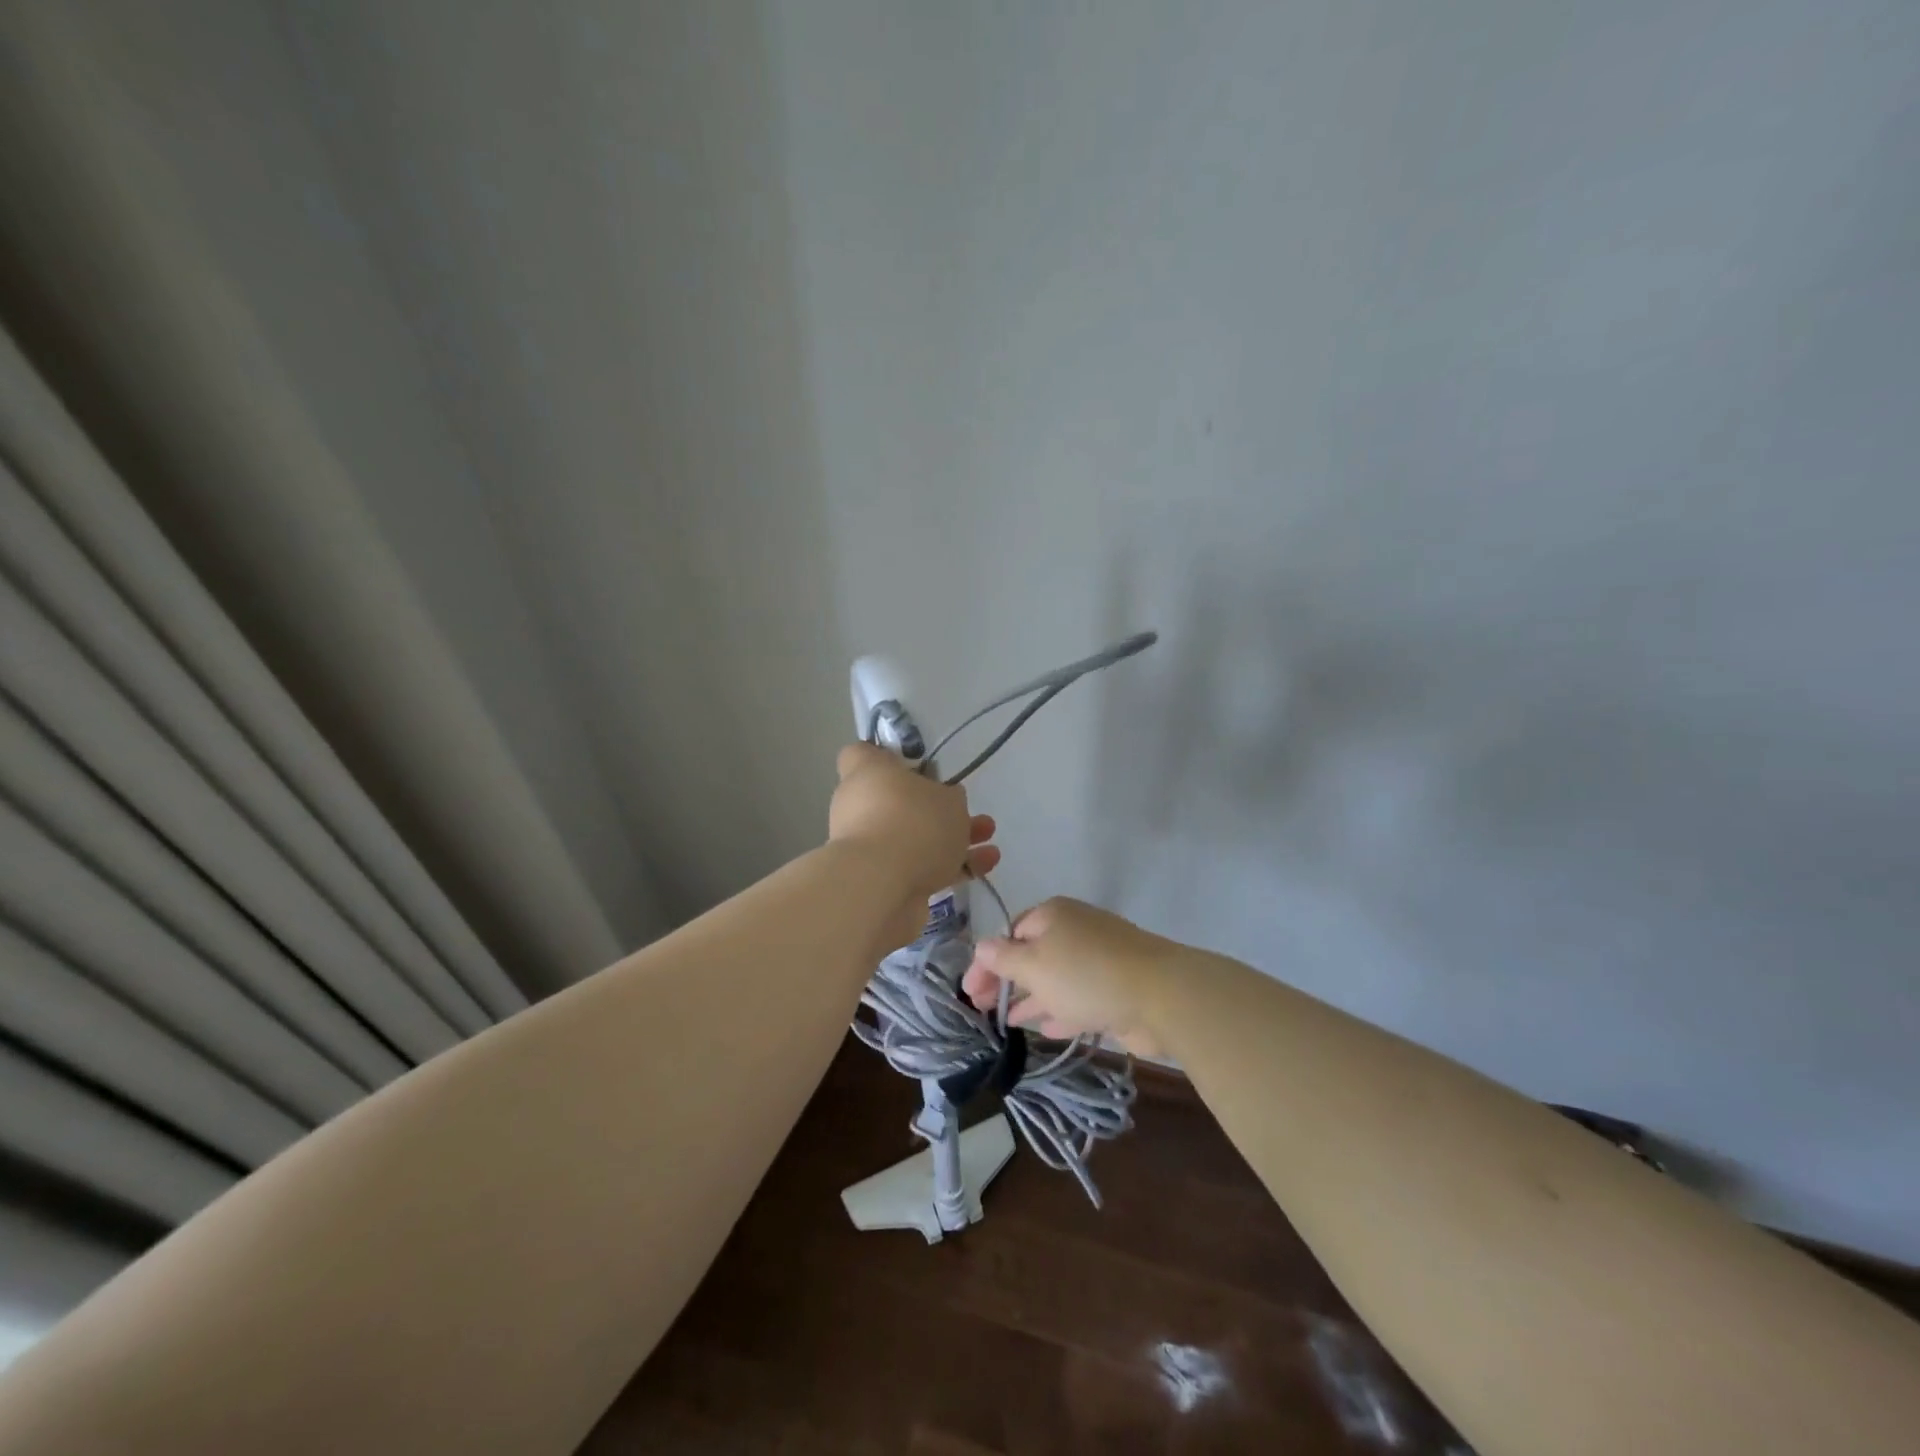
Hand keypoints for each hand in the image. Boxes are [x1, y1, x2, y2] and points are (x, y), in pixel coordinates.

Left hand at [829, 744, 998, 948]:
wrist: (881, 888)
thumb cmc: (913, 823)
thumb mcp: (948, 798)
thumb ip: (948, 797)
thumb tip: (944, 800)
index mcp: (866, 774)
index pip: (862, 753)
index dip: (886, 756)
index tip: (916, 763)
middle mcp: (860, 807)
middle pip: (897, 800)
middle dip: (936, 807)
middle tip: (967, 809)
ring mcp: (869, 846)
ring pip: (913, 836)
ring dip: (951, 838)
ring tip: (989, 839)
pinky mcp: (881, 881)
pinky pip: (919, 867)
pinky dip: (948, 868)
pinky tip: (984, 867)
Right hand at [961, 897, 1171, 1057]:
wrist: (1160, 995)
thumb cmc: (1085, 973)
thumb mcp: (1034, 965)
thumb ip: (1003, 959)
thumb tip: (980, 947)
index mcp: (1052, 915)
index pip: (1009, 934)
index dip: (986, 962)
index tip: (968, 991)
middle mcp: (1074, 932)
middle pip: (1031, 955)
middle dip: (1006, 981)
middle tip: (982, 1008)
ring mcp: (1098, 960)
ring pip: (1055, 979)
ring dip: (1030, 998)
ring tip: (1006, 1021)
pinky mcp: (1116, 989)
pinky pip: (1078, 999)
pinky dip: (1059, 1010)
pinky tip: (1044, 1030)